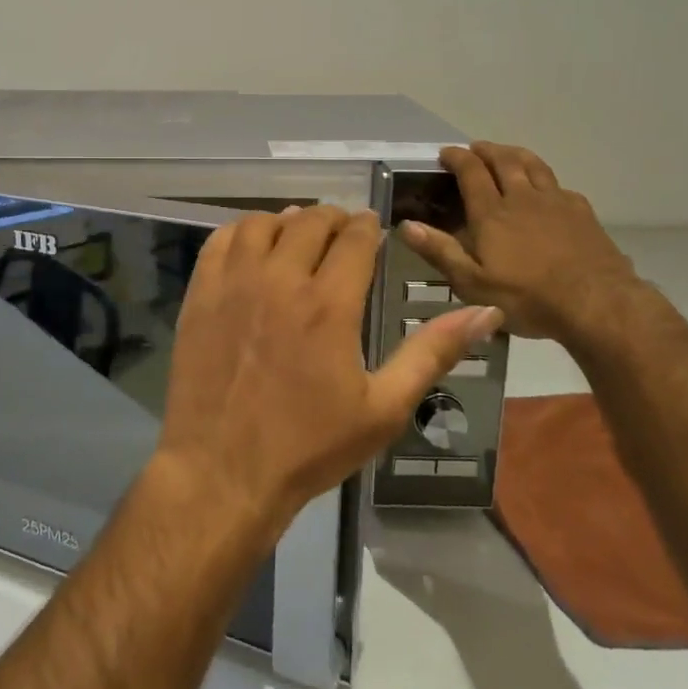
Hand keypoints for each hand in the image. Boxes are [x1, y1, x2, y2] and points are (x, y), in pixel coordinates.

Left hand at [156, 206, 500, 537]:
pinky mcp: (200, 295)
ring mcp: (233, 284)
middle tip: (341, 232)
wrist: (223, 469)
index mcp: (329, 304)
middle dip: (333, 219)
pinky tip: (252, 247)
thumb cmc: (309, 445)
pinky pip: (219, 241)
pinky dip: (240, 232)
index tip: (373, 229)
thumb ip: (433, 353)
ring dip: (285, 221)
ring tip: (298, 234)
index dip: (368, 226)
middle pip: (309, 222)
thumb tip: (488, 313)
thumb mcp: (384, 408)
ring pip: (261, 224)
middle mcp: (280, 280)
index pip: (354, 238)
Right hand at [399, 144, 636, 340]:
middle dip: (486, 150)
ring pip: (534, 165)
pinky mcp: (582, 212)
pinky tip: (545, 189)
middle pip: (504, 160)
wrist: (598, 304)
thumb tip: (406, 225)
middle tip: (474, 148)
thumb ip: (440, 251)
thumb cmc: (528, 297)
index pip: (471, 171)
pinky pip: (559, 185)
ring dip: (515, 154)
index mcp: (492, 213)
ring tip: (506, 153)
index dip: (457, 158)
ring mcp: (556, 202)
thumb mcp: (473, 283)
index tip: (446, 153)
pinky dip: (544, 179)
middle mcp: (522, 198)